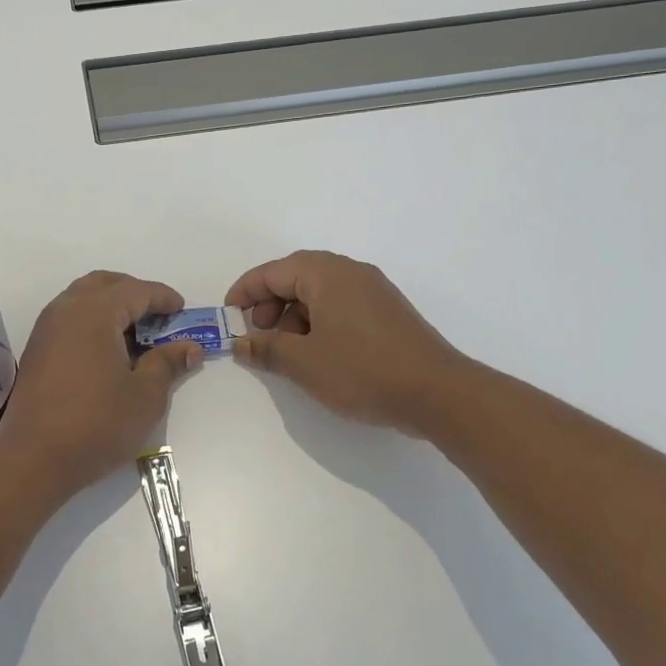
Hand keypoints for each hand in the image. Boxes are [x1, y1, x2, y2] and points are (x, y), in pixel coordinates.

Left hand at [0, 271, 200, 499]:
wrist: (33, 460)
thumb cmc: (96, 424)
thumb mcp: (145, 396)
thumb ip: (168, 363)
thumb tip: (189, 348)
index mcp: (94, 312)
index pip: (136, 291)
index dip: (163, 298)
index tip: (183, 310)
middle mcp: (66, 310)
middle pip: (105, 284)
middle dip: (135, 294)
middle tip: (159, 317)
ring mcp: (46, 329)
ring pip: (83, 299)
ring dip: (112, 307)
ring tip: (137, 335)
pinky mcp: (37, 350)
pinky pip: (70, 319)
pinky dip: (93, 322)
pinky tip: (109, 352)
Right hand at [225, 251, 460, 433]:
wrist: (438, 393)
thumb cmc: (363, 370)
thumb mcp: (304, 363)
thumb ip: (266, 349)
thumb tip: (240, 344)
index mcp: (326, 274)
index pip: (273, 272)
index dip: (245, 292)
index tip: (228, 317)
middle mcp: (350, 273)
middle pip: (296, 277)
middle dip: (270, 304)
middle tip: (259, 336)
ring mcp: (374, 291)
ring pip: (320, 293)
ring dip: (295, 317)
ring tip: (289, 352)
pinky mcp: (388, 313)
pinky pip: (341, 306)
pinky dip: (319, 323)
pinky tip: (319, 355)